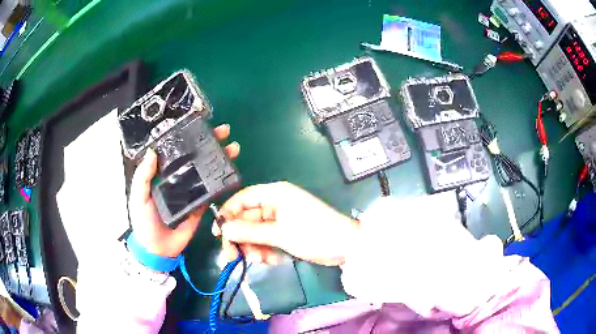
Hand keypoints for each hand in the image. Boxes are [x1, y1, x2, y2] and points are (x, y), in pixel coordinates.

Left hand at [129, 124, 239, 257]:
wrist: (158, 249)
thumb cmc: (144, 221)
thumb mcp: (138, 197)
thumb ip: (143, 177)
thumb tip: (152, 151)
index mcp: (162, 173)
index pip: (176, 150)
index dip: (188, 137)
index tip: (201, 125)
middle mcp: (178, 178)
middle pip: (195, 157)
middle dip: (210, 143)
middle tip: (224, 132)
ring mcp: (190, 191)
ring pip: (206, 171)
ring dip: (219, 159)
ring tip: (233, 148)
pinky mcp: (200, 204)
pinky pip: (211, 192)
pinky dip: (221, 182)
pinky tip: (230, 172)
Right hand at [213, 182, 358, 265]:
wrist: (346, 247)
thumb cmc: (314, 234)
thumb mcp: (279, 233)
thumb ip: (250, 232)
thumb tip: (224, 229)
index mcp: (275, 194)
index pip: (243, 199)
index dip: (228, 214)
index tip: (218, 233)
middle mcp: (276, 203)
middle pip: (247, 219)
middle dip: (240, 238)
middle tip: (231, 257)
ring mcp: (281, 219)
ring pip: (256, 232)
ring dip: (253, 247)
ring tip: (257, 260)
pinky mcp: (286, 232)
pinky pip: (267, 240)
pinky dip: (265, 250)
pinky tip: (268, 260)